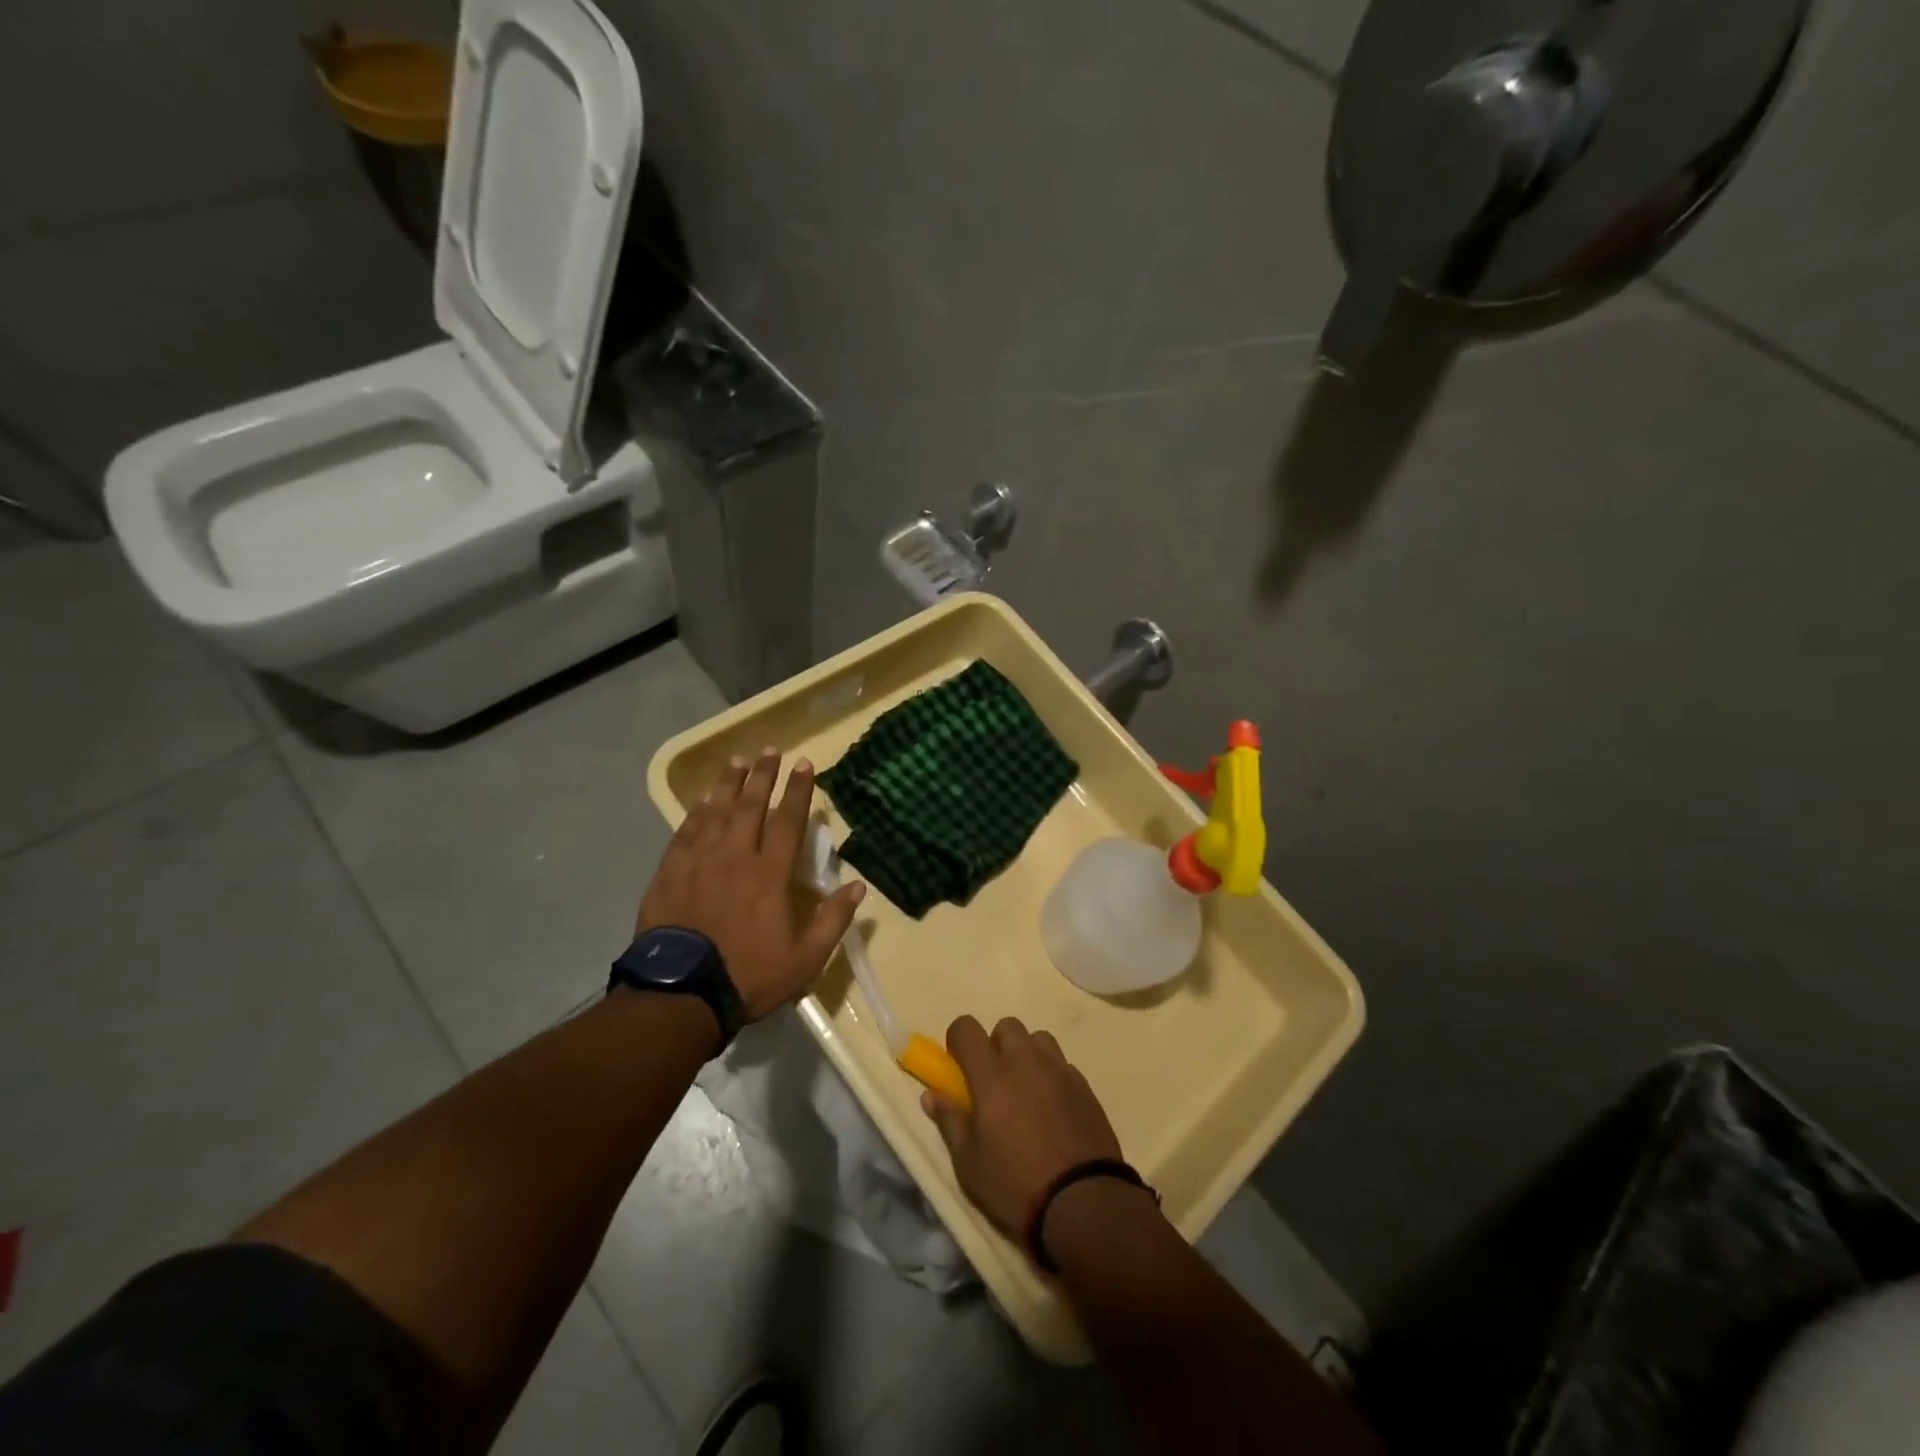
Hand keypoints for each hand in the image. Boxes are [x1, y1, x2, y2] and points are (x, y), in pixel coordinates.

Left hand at [638, 750, 864, 1021]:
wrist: (681, 994)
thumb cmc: (749, 975)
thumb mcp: (805, 958)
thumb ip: (833, 920)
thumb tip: (858, 886)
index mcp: (769, 874)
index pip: (788, 821)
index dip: (798, 791)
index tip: (804, 764)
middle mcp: (735, 857)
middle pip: (750, 806)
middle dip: (763, 775)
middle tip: (770, 750)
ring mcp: (698, 862)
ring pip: (716, 811)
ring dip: (729, 784)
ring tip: (737, 761)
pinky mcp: (670, 872)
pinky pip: (686, 831)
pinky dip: (696, 812)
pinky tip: (702, 800)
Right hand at [921, 1015, 1124, 1239]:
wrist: (1083, 1202)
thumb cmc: (1015, 1184)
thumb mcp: (969, 1163)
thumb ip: (949, 1121)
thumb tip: (931, 1094)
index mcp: (992, 1074)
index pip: (966, 1027)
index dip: (958, 1041)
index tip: (959, 1067)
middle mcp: (1026, 1061)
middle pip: (1006, 1026)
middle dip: (995, 1045)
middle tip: (993, 1083)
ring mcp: (1059, 1070)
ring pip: (1038, 1039)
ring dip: (1027, 1055)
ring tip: (1026, 1091)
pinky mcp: (1084, 1085)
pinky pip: (1062, 1064)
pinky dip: (1052, 1075)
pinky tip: (1053, 1109)